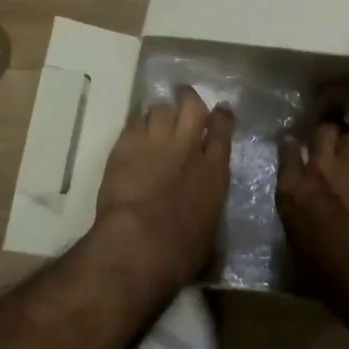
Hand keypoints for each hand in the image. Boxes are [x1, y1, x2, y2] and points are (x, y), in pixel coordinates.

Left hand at [93, 86, 233, 297]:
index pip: (222, 130)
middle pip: (192, 107)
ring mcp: (155, 143)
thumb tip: (206, 206)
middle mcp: (188, 147)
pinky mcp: (125, 146)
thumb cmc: (181, 252)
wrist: (139, 245)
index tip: (221, 110)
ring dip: (161, 111)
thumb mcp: (210, 231)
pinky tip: (134, 130)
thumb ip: (209, 205)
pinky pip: (133, 122)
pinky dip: (137, 123)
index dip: (222, 116)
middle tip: (185, 96)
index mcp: (215, 171)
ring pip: (160, 108)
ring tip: (156, 116)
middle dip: (189, 98)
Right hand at [277, 122, 348, 289]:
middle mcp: (321, 169)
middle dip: (326, 138)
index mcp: (293, 191)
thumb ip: (299, 224)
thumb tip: (303, 223)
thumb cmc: (332, 275)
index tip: (293, 146)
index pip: (287, 152)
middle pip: (322, 133)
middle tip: (332, 151)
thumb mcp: (299, 252)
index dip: (291, 147)